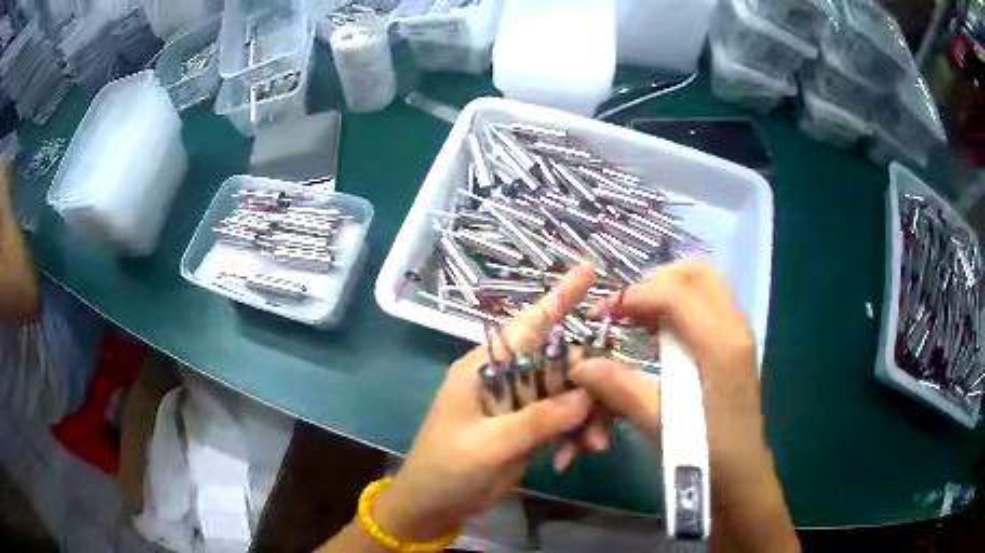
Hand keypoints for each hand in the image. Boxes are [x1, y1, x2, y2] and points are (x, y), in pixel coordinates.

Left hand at [374, 265, 600, 541]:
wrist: (433, 506)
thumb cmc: (446, 469)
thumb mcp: (488, 446)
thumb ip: (537, 420)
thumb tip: (586, 394)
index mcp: (485, 367)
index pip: (528, 323)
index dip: (560, 296)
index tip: (592, 271)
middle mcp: (506, 377)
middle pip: (562, 362)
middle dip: (590, 388)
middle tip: (605, 422)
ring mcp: (520, 404)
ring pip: (570, 393)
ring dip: (588, 418)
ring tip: (592, 449)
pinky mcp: (530, 428)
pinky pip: (566, 419)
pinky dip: (576, 435)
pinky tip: (572, 459)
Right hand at [570, 260, 766, 486]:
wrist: (744, 475)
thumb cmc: (709, 456)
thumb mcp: (664, 428)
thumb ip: (624, 390)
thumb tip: (581, 365)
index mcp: (721, 346)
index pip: (675, 294)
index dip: (633, 295)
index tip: (600, 315)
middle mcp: (735, 328)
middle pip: (698, 273)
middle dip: (655, 281)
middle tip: (625, 310)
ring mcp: (739, 333)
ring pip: (704, 284)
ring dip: (667, 291)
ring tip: (637, 320)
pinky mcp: (735, 344)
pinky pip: (707, 303)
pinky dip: (679, 306)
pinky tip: (659, 335)